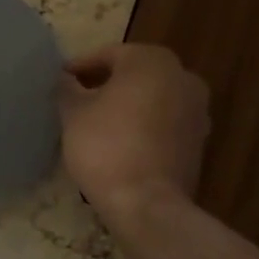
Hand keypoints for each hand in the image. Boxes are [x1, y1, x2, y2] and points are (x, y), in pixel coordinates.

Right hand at [58, 44, 209, 222]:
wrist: (146, 203)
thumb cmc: (105, 146)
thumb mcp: (73, 113)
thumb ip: (67, 88)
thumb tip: (66, 79)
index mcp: (152, 61)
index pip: (108, 55)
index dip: (80, 67)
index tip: (60, 82)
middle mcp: (182, 76)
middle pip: (134, 74)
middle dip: (105, 84)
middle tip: (76, 100)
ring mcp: (197, 110)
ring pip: (151, 98)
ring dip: (126, 104)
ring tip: (96, 122)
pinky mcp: (198, 140)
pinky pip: (163, 122)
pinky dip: (143, 125)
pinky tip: (120, 141)